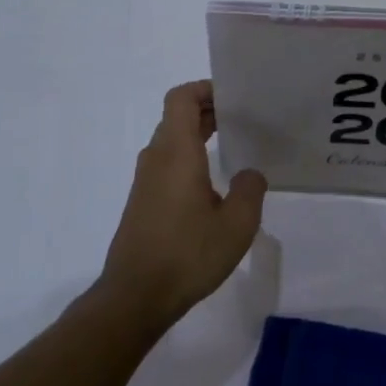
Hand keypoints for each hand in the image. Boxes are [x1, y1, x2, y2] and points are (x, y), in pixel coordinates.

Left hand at [99, 81, 267, 329]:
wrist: (136, 296)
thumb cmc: (188, 254)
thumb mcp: (237, 224)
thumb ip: (249, 190)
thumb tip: (249, 174)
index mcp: (177, 152)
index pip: (182, 98)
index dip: (205, 89)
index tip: (234, 97)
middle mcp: (157, 158)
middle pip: (177, 117)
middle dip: (209, 111)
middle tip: (244, 120)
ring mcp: (145, 181)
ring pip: (172, 141)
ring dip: (199, 136)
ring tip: (234, 147)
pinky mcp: (143, 202)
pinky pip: (168, 164)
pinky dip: (190, 158)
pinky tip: (214, 184)